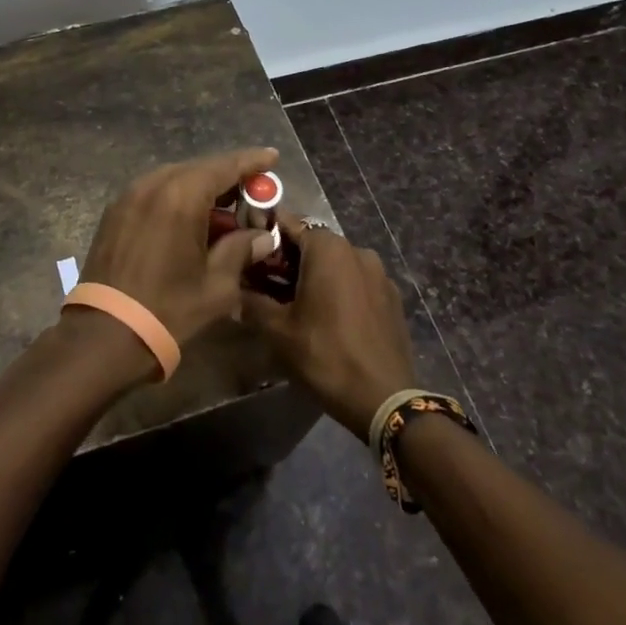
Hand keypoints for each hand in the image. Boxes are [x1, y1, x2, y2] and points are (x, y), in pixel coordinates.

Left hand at [79, 148, 278, 347]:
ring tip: (224, 208)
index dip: (251, 161)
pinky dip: (178, 197)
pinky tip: (191, 219)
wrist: (105, 334)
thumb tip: (263, 236)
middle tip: (253, 192)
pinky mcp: (116, 210)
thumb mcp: (217, 285)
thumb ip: (242, 250)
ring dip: (202, 188)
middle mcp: (154, 184)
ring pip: (176, 178)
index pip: (225, 166)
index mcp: (182, 195)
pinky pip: (155, 192)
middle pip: (199, 169)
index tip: (272, 156)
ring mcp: (130, 195)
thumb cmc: (168, 309)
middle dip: (228, 177)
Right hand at [240, 214, 416, 439]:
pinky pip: (357, 282)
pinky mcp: (392, 297)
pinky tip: (329, 318)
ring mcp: (379, 274)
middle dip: (289, 260)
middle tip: (266, 284)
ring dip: (315, 275)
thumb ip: (251, 303)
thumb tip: (233, 292)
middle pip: (313, 244)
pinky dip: (339, 290)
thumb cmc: (325, 355)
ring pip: (336, 263)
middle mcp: (356, 250)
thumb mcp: (278, 331)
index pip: (288, 224)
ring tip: (296, 304)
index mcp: (328, 248)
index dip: (265, 235)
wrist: (385, 401)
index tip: (249, 252)